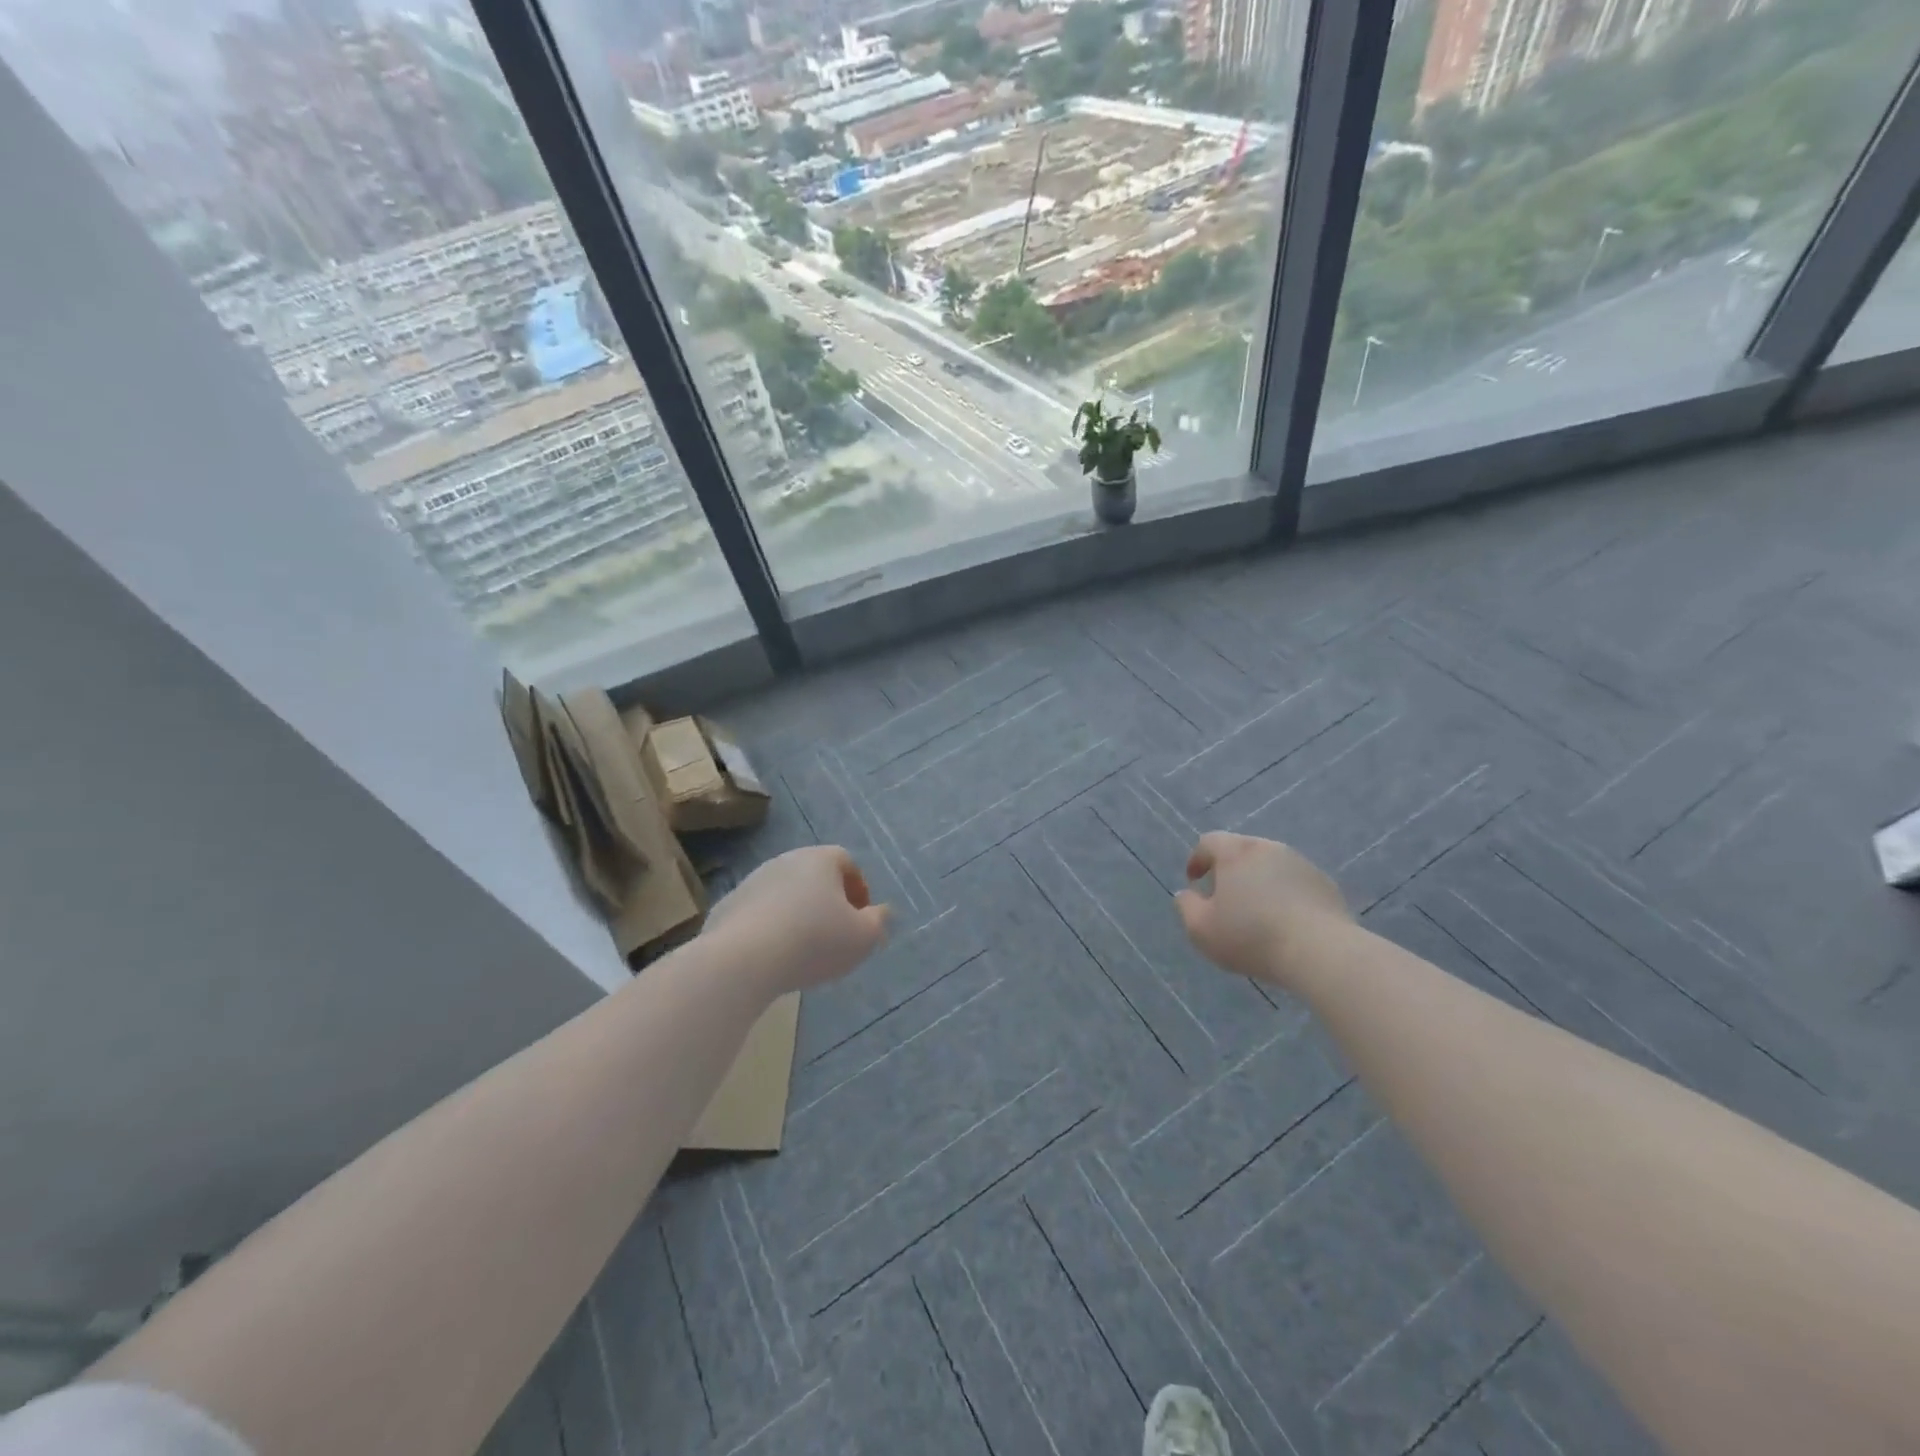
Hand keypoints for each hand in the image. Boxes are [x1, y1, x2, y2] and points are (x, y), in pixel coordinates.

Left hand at [704, 846, 889, 993]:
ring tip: (802, 951)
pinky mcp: (727, 906)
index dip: (859, 889)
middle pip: (814, 877)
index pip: (847, 862)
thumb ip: (878, 922)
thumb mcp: (863, 937)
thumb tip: (881, 913)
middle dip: (828, 902)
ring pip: (785, 895)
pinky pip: (758, 914)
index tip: (862, 918)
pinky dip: (769, 929)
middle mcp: (786, 860)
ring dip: (797, 915)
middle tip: (835, 934)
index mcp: (821, 859)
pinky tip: (772, 957)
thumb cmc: (814, 941)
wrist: (743, 959)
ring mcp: (752, 881)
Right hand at [1175, 832, 1352, 990]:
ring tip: (1256, 912)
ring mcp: (1301, 864)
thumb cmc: (1251, 936)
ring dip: (1259, 882)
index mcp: (1236, 852)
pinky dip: (1285, 895)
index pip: (1209, 842)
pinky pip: (1295, 883)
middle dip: (1229, 870)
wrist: (1320, 952)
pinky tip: (1285, 922)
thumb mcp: (1201, 929)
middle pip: (1242, 851)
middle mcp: (1268, 848)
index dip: (1197, 859)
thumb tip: (1187, 894)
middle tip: (1224, 897)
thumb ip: (1186, 906)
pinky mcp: (1325, 884)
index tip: (1194, 881)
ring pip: (1271, 866)